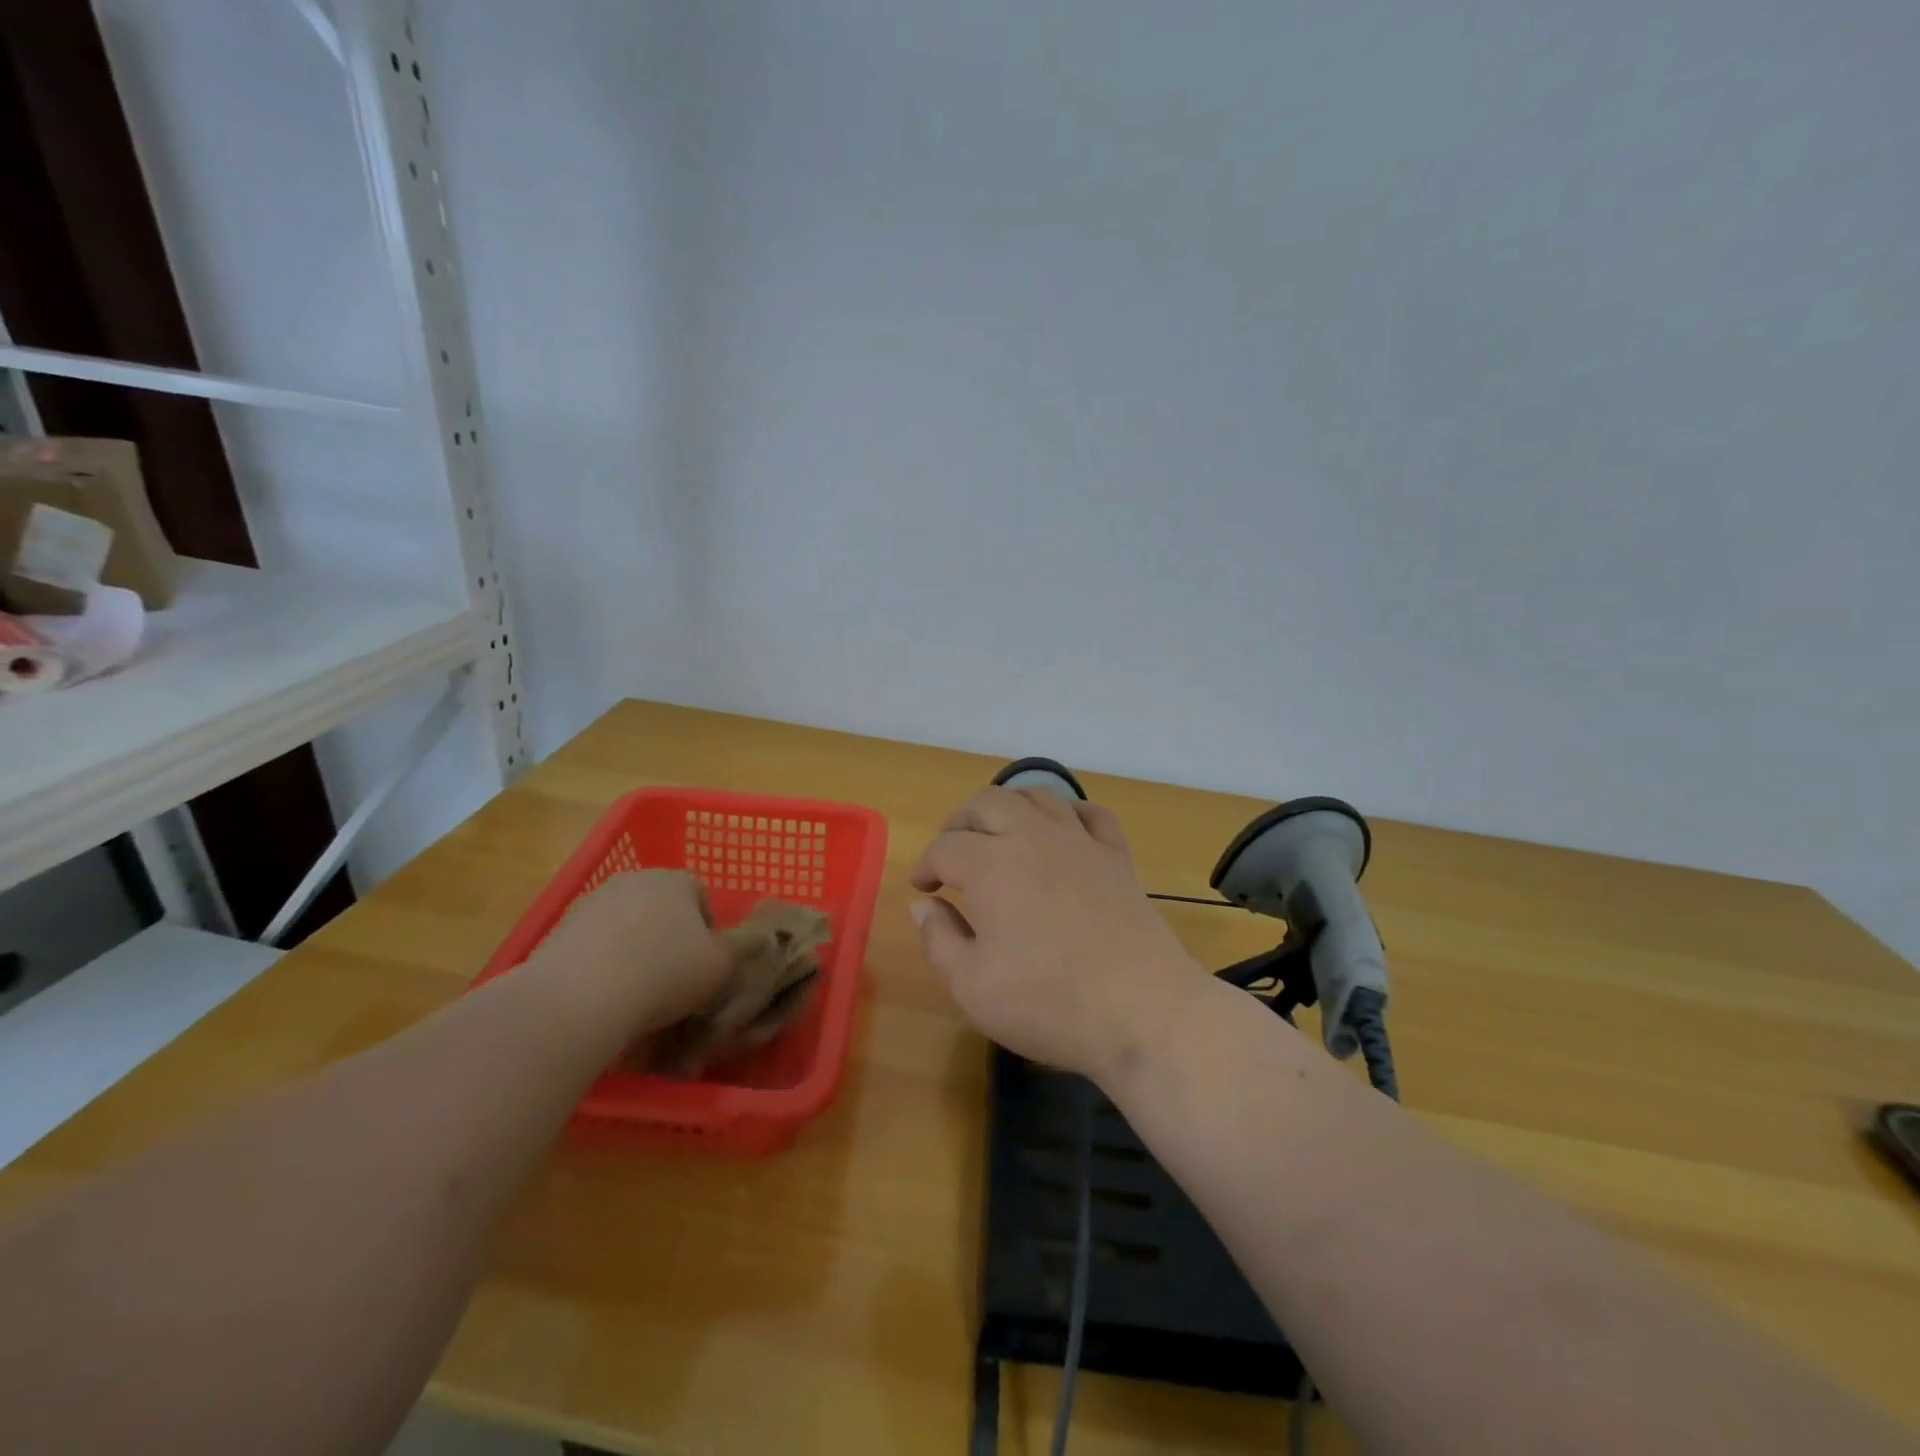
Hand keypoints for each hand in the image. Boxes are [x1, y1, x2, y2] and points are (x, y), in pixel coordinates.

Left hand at [528, 870, 731, 1037]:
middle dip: (668, 937)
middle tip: (673, 979)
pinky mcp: (558, 931)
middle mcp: (633, 880)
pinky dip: (601, 966)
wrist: (577, 998)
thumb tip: (757, 940)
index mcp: (675, 879)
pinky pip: (593, 947)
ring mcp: (591, 903)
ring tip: (636, 995)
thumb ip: (742, 950)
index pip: (701, 894)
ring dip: (633, 951)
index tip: (705, 964)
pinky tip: (603, 998)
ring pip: (625, 926)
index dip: (708, 930)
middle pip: (661, 907)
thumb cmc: (665, 974)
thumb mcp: (722, 967)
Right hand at [909, 786, 1201, 1083]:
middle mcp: (1032, 837)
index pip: (945, 847)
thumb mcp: (972, 986)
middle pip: (986, 802)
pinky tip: (1061, 831)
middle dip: (959, 823)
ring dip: (1008, 807)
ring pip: (1037, 796)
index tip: (922, 887)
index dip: (926, 864)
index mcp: (991, 865)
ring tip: (998, 835)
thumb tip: (923, 905)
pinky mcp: (1116, 856)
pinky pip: (1090, 813)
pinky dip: (1068, 812)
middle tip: (951, 855)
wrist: (1142, 1010)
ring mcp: (1079, 842)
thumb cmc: (1048, 1002)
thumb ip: (939, 939)